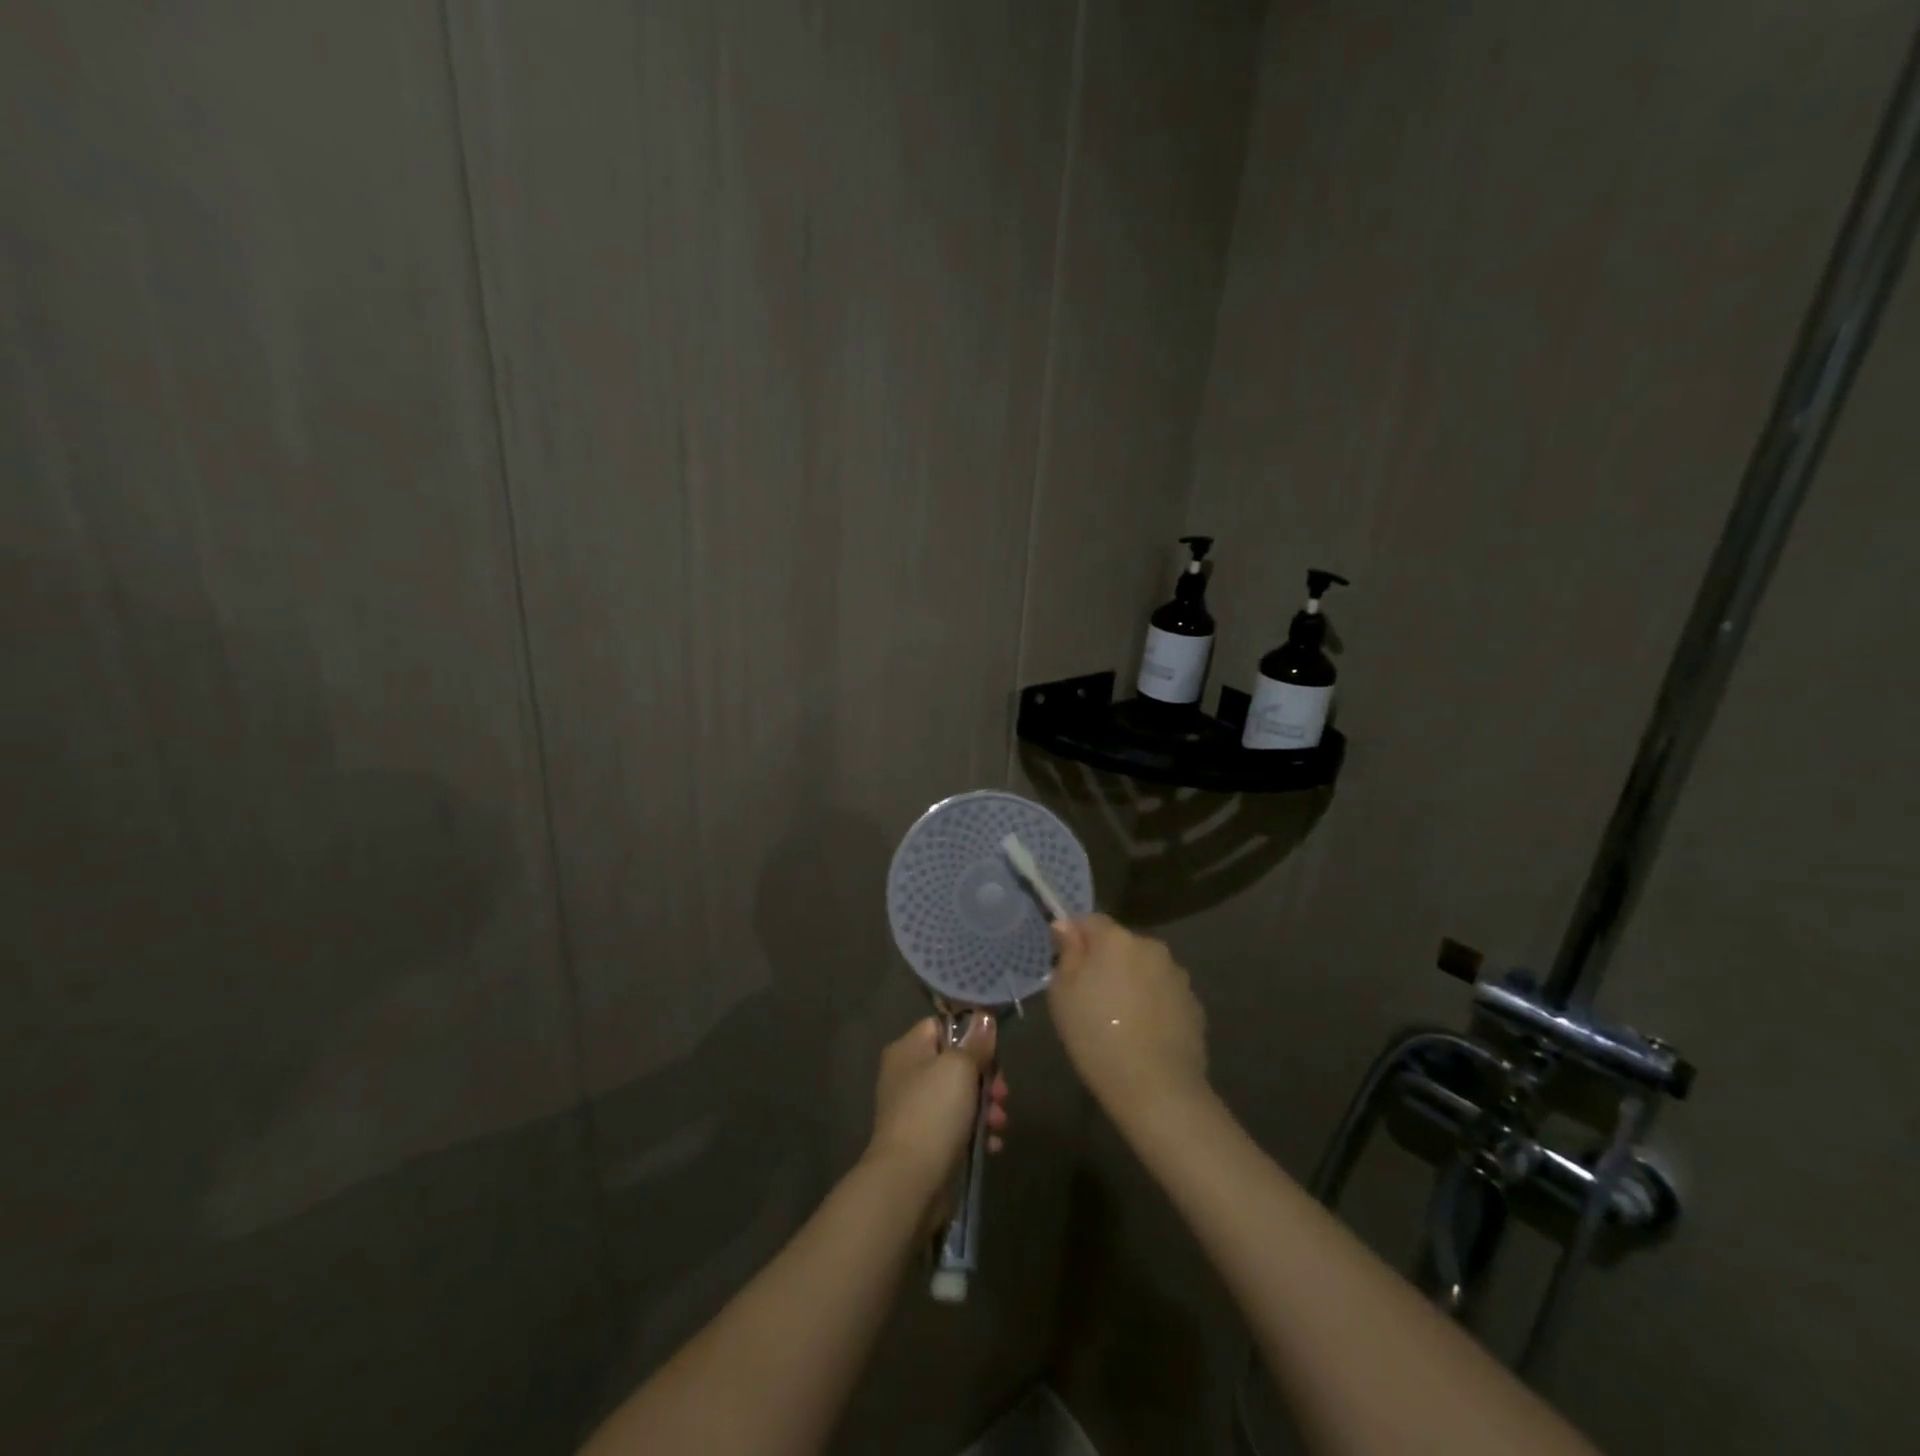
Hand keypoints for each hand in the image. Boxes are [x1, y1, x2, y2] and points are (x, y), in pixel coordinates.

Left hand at [864, 1016, 1007, 1200]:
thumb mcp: (960, 1067)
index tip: (994, 1050)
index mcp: (908, 1049)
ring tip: (1000, 1123)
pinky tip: (992, 1144)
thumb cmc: (933, 1112)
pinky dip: (977, 1131)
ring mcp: (916, 1110)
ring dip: (986, 1106)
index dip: (970, 1034)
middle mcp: (907, 1075)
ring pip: (960, 1096)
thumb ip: (975, 1043)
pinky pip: (957, 1126)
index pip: (941, 1026)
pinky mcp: (926, 1141)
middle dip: (986, 1076)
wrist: (910, 1181)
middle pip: (955, 1062)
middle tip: (1003, 1093)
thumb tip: (985, 1018)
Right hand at [1049, 914, 1207, 1124]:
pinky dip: (1152, 1003)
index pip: (1090, 920)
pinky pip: (1163, 992)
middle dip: (1105, 960)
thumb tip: (1065, 926)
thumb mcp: (1062, 994)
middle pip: (1120, 943)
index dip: (1074, 937)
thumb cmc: (1097, 1036)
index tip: (1065, 964)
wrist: (1157, 1089)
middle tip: (1089, 995)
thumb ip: (1066, 953)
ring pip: (1144, 967)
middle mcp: (1151, 946)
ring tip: (1119, 1017)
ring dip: (1131, 980)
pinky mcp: (1194, 1004)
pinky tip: (1143, 1032)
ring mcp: (1177, 975)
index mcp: (1116, 939)